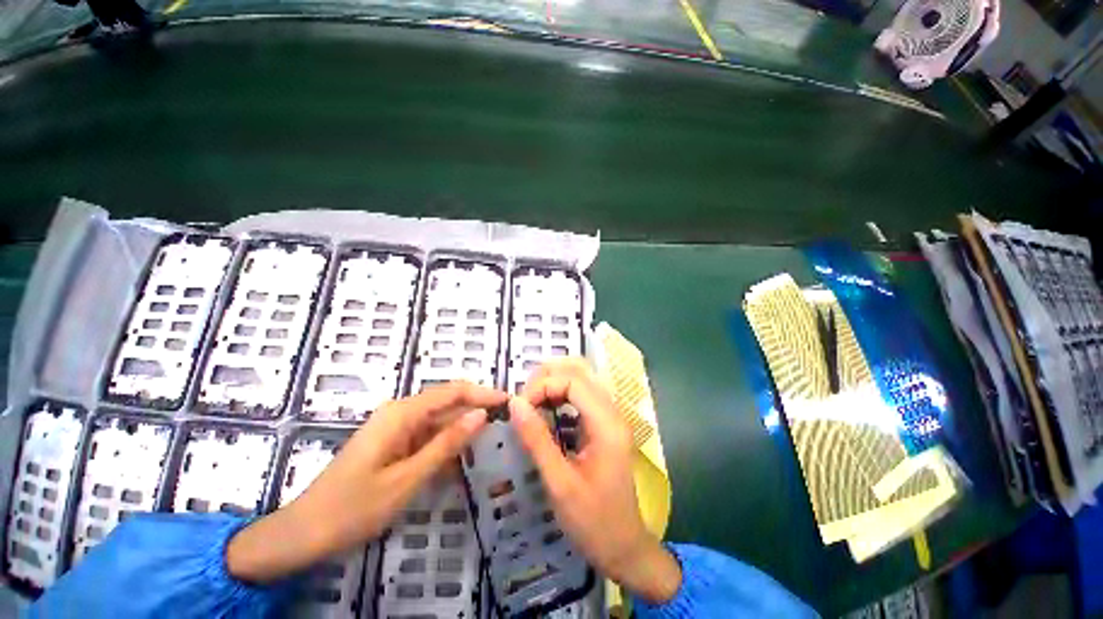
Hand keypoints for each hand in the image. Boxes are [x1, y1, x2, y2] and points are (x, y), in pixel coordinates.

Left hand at [227, 381, 506, 582]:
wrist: (315, 526)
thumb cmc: (359, 505)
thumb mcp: (407, 479)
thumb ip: (443, 446)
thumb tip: (479, 415)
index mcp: (398, 416)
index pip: (449, 392)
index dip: (482, 394)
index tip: (515, 403)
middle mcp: (393, 417)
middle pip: (441, 404)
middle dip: (474, 411)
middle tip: (514, 427)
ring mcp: (387, 434)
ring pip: (432, 425)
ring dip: (460, 431)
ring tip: (496, 443)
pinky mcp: (385, 451)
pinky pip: (420, 442)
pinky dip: (442, 449)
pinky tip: (460, 462)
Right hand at [509, 359, 680, 603]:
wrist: (621, 546)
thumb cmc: (591, 519)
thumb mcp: (559, 482)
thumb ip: (537, 440)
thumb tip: (513, 403)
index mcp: (608, 425)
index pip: (574, 380)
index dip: (541, 386)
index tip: (517, 411)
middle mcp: (613, 417)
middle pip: (581, 374)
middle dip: (546, 379)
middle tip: (519, 405)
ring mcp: (610, 426)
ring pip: (582, 386)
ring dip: (551, 388)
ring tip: (525, 411)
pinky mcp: (604, 437)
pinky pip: (582, 405)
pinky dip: (559, 403)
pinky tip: (541, 421)